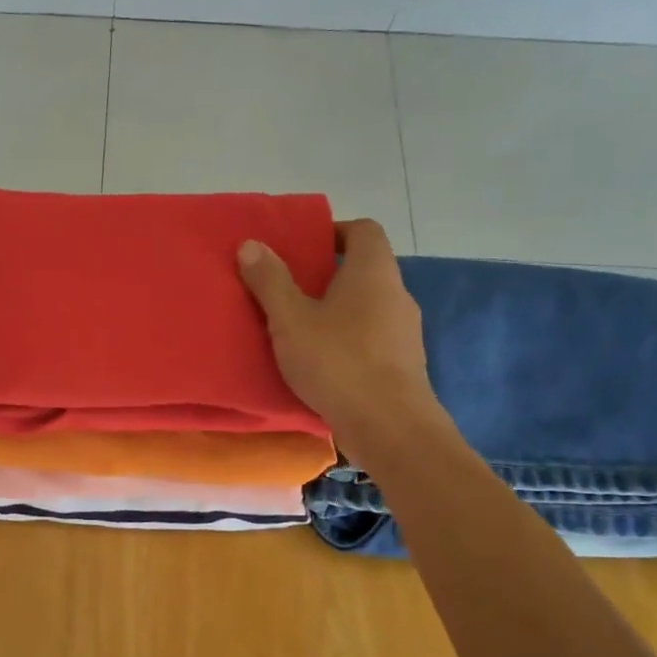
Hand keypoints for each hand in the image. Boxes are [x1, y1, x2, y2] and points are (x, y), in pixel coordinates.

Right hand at [238, 218, 443, 464]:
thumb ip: (270, 282)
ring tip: (299, 330)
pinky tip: (322, 364)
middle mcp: (397, 294)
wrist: (389, 426)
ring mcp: (405, 332)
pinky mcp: (403, 364)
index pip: (364, 230)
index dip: (334, 231)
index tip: (303, 247)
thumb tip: (251, 244)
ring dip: (336, 312)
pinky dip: (348, 341)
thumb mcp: (290, 320)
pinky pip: (371, 339)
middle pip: (364, 270)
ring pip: (367, 308)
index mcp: (373, 272)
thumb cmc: (338, 362)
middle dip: (327, 276)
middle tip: (289, 290)